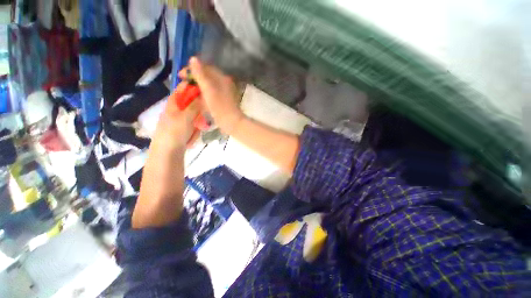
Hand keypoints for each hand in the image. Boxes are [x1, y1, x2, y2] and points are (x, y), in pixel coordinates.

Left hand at [151, 82, 200, 150]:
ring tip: (197, 130)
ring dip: (197, 123)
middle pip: (192, 103)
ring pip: (195, 116)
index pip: (183, 89)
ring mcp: (180, 121)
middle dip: (198, 110)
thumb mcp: (186, 117)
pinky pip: (193, 126)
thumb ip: (194, 105)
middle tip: (202, 117)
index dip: (192, 86)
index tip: (204, 89)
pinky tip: (192, 136)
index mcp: (173, 103)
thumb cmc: (175, 132)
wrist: (168, 152)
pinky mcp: (183, 130)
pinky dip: (195, 130)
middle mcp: (176, 110)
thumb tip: (202, 95)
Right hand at [180, 57, 243, 134]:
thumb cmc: (219, 106)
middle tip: (184, 84)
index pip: (205, 67)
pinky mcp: (223, 100)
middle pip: (207, 76)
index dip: (192, 69)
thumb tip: (193, 58)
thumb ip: (200, 74)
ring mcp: (224, 92)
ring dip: (198, 87)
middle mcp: (224, 83)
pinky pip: (211, 93)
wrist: (231, 122)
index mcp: (222, 78)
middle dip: (194, 78)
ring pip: (208, 85)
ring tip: (189, 91)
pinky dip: (203, 94)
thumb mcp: (208, 89)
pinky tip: (198, 99)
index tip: (181, 75)